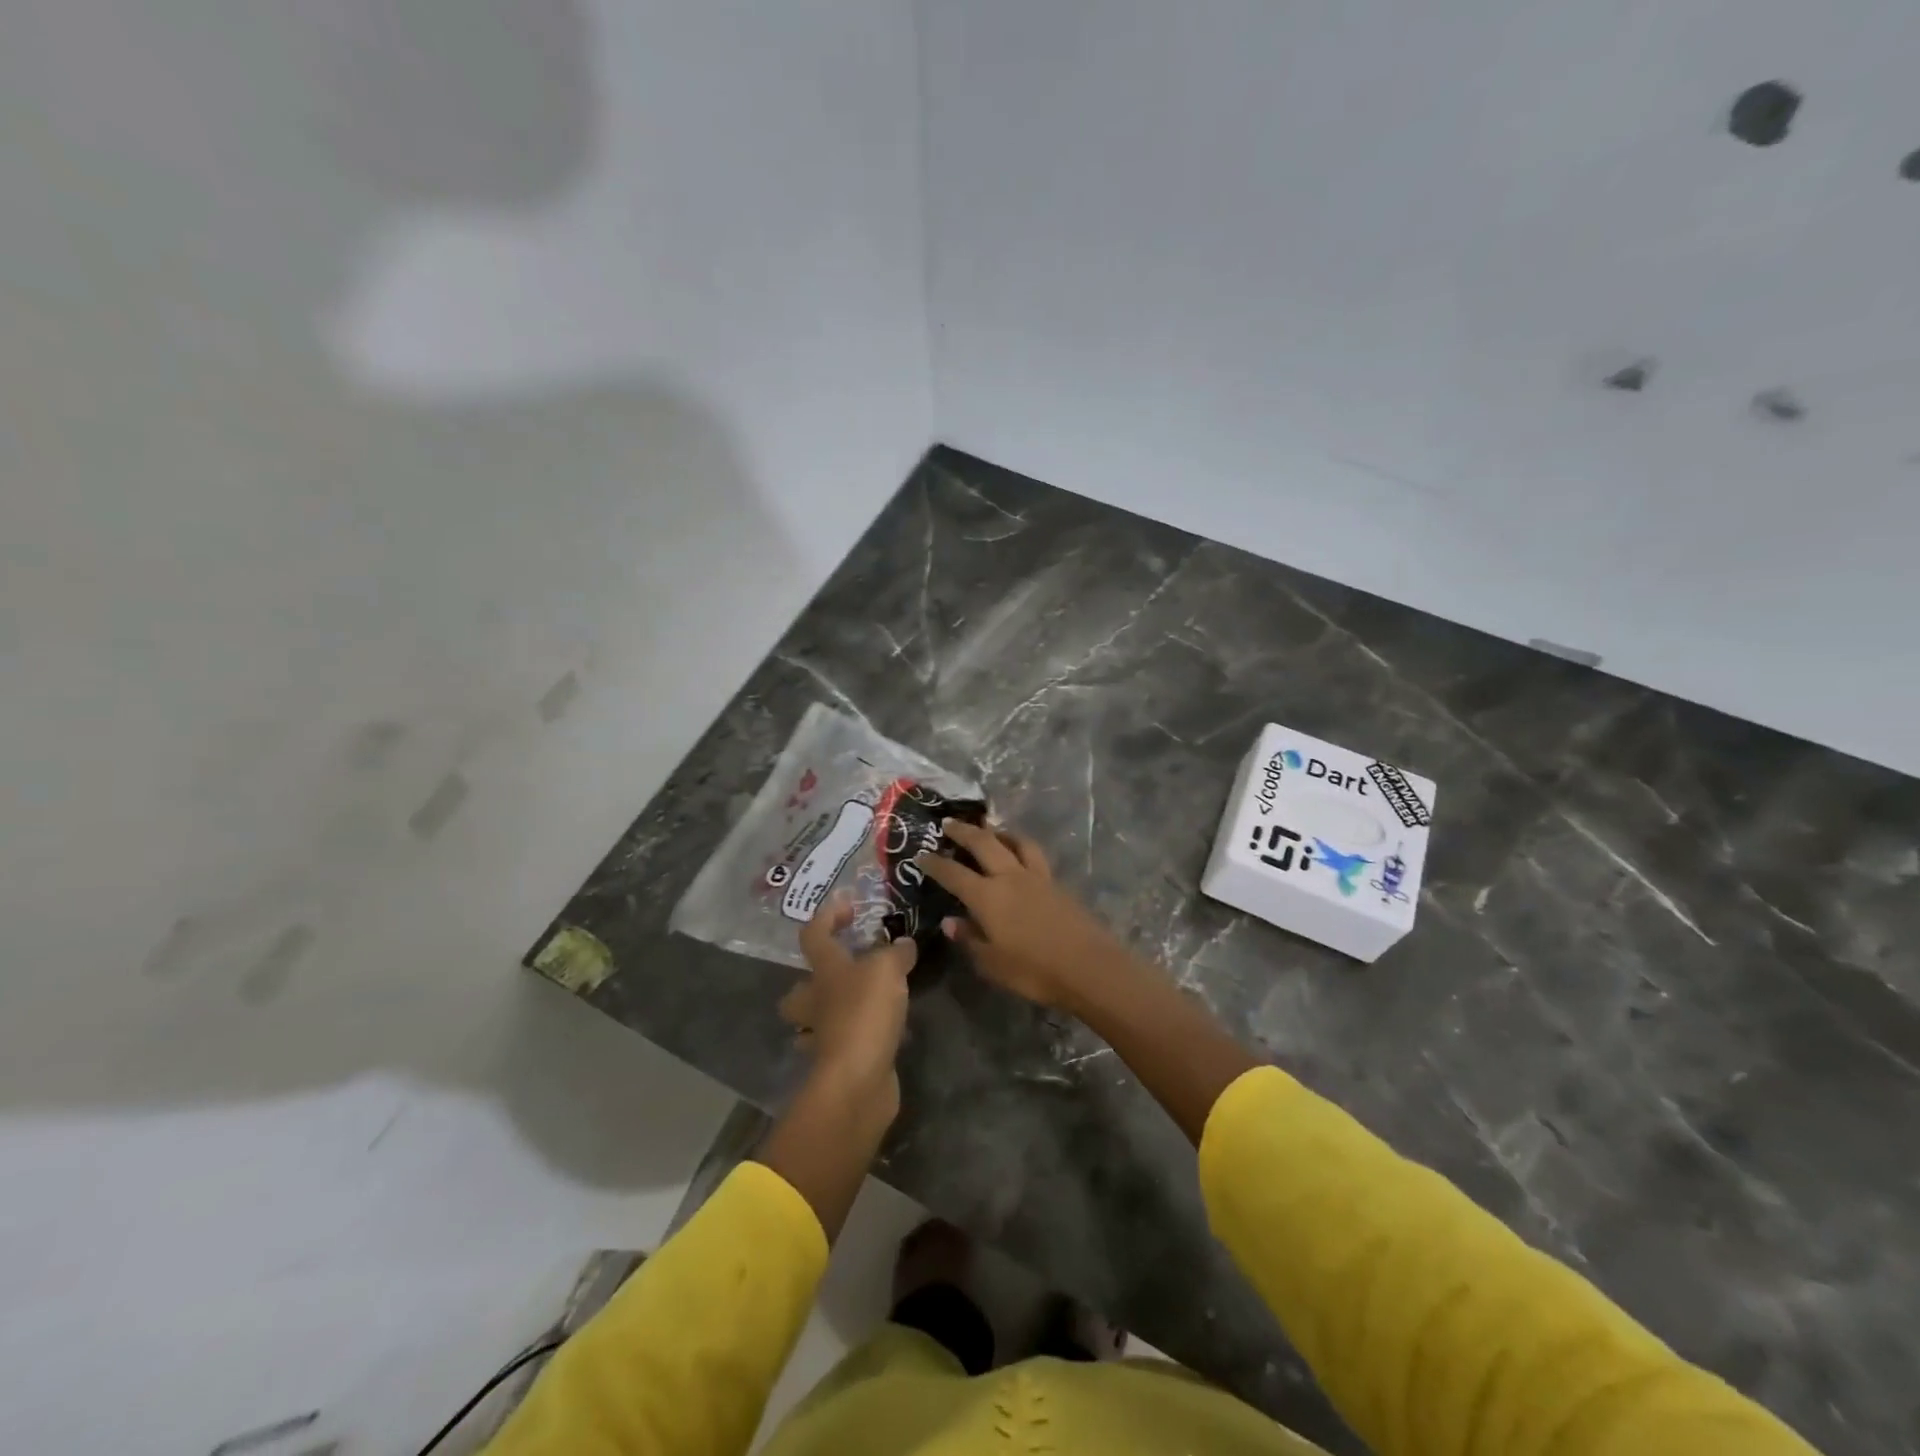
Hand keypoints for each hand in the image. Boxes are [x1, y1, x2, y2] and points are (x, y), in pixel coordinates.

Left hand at [780, 895, 917, 1121]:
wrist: (857, 1080)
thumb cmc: (865, 1013)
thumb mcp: (888, 969)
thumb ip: (896, 953)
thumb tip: (903, 944)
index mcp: (825, 971)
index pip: (814, 934)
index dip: (827, 916)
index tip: (848, 905)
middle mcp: (817, 1002)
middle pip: (799, 989)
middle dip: (813, 981)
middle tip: (844, 971)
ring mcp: (824, 1036)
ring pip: (817, 1020)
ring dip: (832, 1012)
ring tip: (863, 1003)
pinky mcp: (840, 1063)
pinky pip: (843, 1044)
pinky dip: (857, 1038)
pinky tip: (882, 1033)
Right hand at [918, 820, 1127, 1012]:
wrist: (1089, 967)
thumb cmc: (1034, 971)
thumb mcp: (992, 963)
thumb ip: (970, 939)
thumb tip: (951, 922)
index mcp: (987, 896)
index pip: (954, 873)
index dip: (935, 863)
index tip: (921, 855)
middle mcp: (1010, 877)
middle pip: (984, 843)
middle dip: (964, 831)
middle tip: (949, 823)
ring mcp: (1037, 877)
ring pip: (1015, 842)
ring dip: (999, 832)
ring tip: (990, 829)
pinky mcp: (1057, 883)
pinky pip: (1034, 855)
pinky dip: (1021, 847)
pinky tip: (1020, 855)